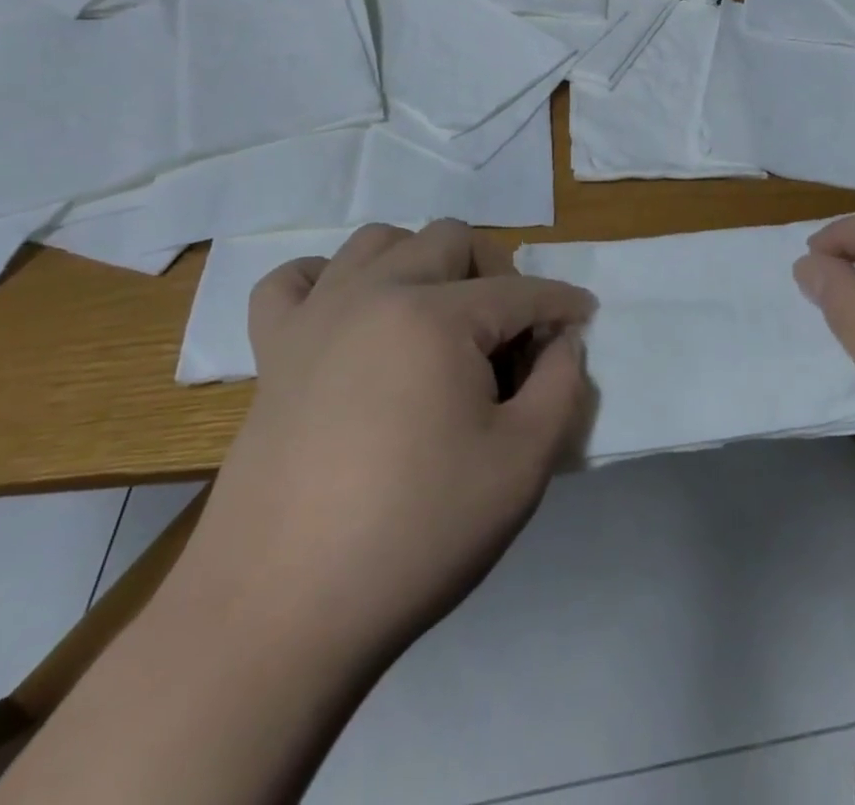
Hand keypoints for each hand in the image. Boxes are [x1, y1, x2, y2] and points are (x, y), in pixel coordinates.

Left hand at [180, 220, 595, 672]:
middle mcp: (374, 294)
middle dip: (496, 271)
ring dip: (421, 262)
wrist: (279, 614)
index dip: (562, 304)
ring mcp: (315, 318)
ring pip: (378, 241)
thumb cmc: (416, 533)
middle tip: (511, 331)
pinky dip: (329, 281)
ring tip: (438, 318)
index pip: (521, 291)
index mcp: (436, 316)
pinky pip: (293, 281)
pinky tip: (350, 318)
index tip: (583, 321)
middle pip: (451, 239)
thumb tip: (563, 342)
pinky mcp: (272, 353)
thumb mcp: (523, 464)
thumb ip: (562, 386)